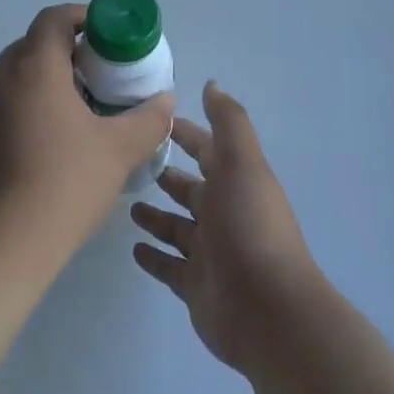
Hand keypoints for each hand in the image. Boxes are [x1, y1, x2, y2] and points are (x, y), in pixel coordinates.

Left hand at [0, 3, 174, 266]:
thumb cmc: (64, 187)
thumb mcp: (119, 151)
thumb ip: (148, 118)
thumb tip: (164, 100)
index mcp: (34, 69)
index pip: (54, 18)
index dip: (82, 18)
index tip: (106, 37)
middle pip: (31, 48)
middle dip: (64, 55)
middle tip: (94, 82)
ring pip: (9, 82)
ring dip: (38, 87)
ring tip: (67, 120)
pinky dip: (15, 116)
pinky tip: (34, 154)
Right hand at [130, 82, 321, 373]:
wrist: (267, 309)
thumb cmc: (249, 226)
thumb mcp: (242, 164)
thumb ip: (228, 123)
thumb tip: (212, 84)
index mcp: (235, 182)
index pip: (207, 150)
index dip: (187, 134)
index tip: (156, 120)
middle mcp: (223, 214)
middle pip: (190, 189)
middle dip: (168, 175)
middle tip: (130, 163)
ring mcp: (209, 252)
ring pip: (177, 227)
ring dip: (156, 215)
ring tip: (126, 203)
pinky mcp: (195, 286)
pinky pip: (168, 266)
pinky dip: (153, 256)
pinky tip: (133, 248)